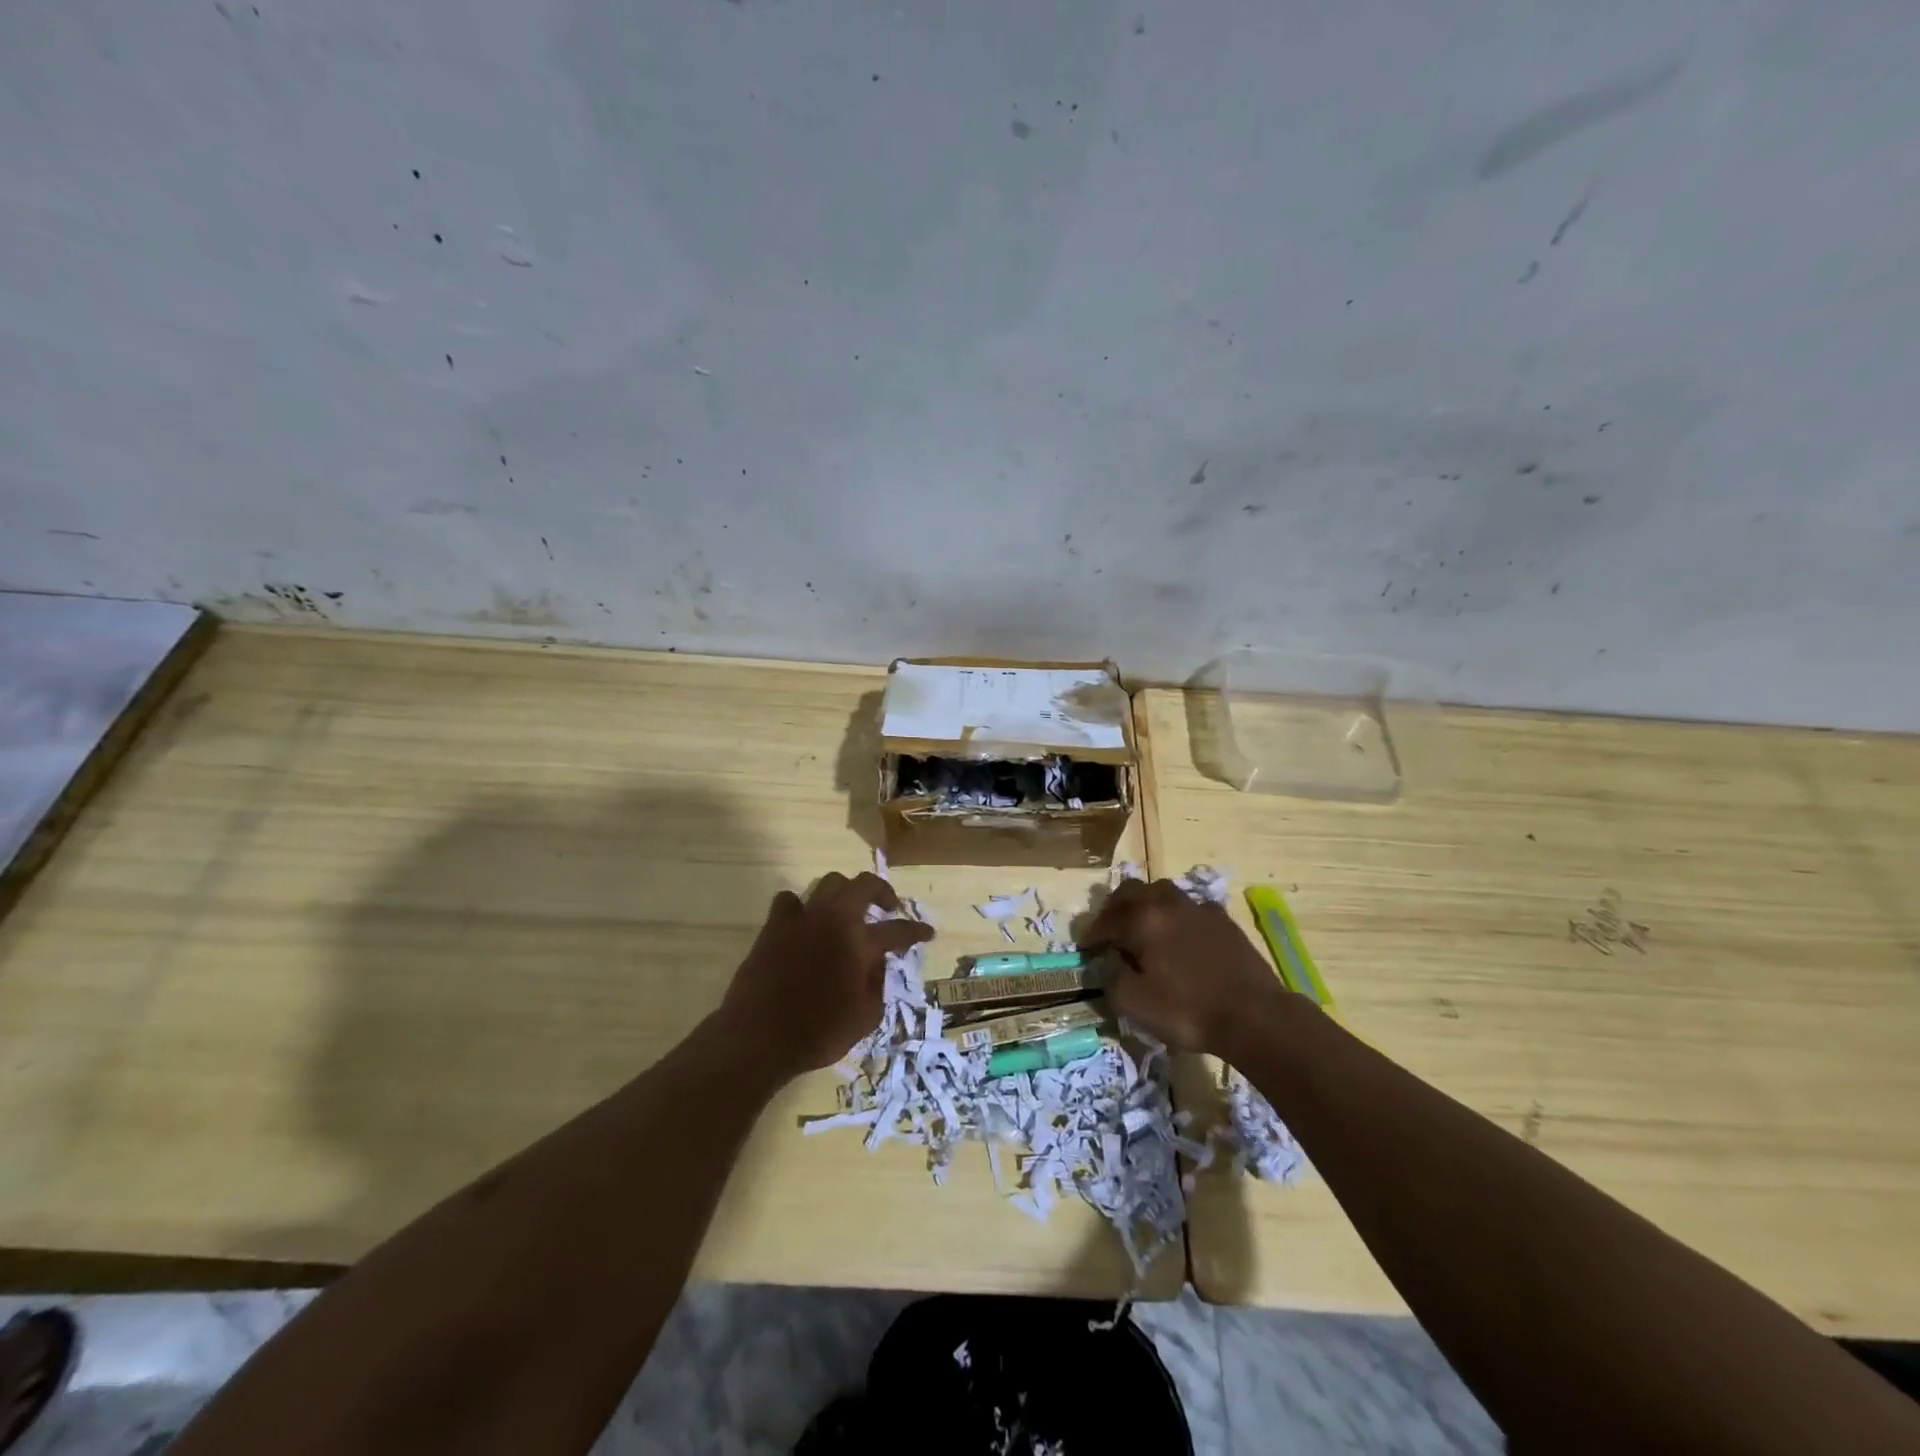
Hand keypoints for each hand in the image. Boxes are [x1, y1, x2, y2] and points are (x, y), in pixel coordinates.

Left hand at [721, 871, 933, 1078]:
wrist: (759, 1037)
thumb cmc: (818, 1033)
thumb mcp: (865, 1019)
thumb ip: (877, 985)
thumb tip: (877, 962)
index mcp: (860, 943)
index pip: (898, 930)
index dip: (916, 930)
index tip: (927, 932)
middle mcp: (834, 920)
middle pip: (864, 884)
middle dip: (882, 890)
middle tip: (888, 906)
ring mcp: (802, 918)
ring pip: (829, 883)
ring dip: (844, 892)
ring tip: (847, 910)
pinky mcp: (774, 926)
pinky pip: (789, 900)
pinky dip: (800, 906)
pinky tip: (804, 921)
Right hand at [1084, 878, 1293, 1056]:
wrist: (1255, 1016)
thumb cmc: (1189, 1010)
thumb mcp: (1135, 1004)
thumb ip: (1112, 980)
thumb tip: (1110, 966)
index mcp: (1143, 920)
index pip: (1107, 920)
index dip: (1092, 935)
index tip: (1085, 949)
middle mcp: (1168, 904)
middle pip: (1133, 891)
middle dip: (1115, 907)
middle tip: (1109, 927)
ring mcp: (1199, 908)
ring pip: (1163, 893)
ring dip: (1146, 905)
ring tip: (1142, 925)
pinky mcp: (1224, 921)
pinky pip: (1190, 908)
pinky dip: (1176, 916)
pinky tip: (1179, 936)